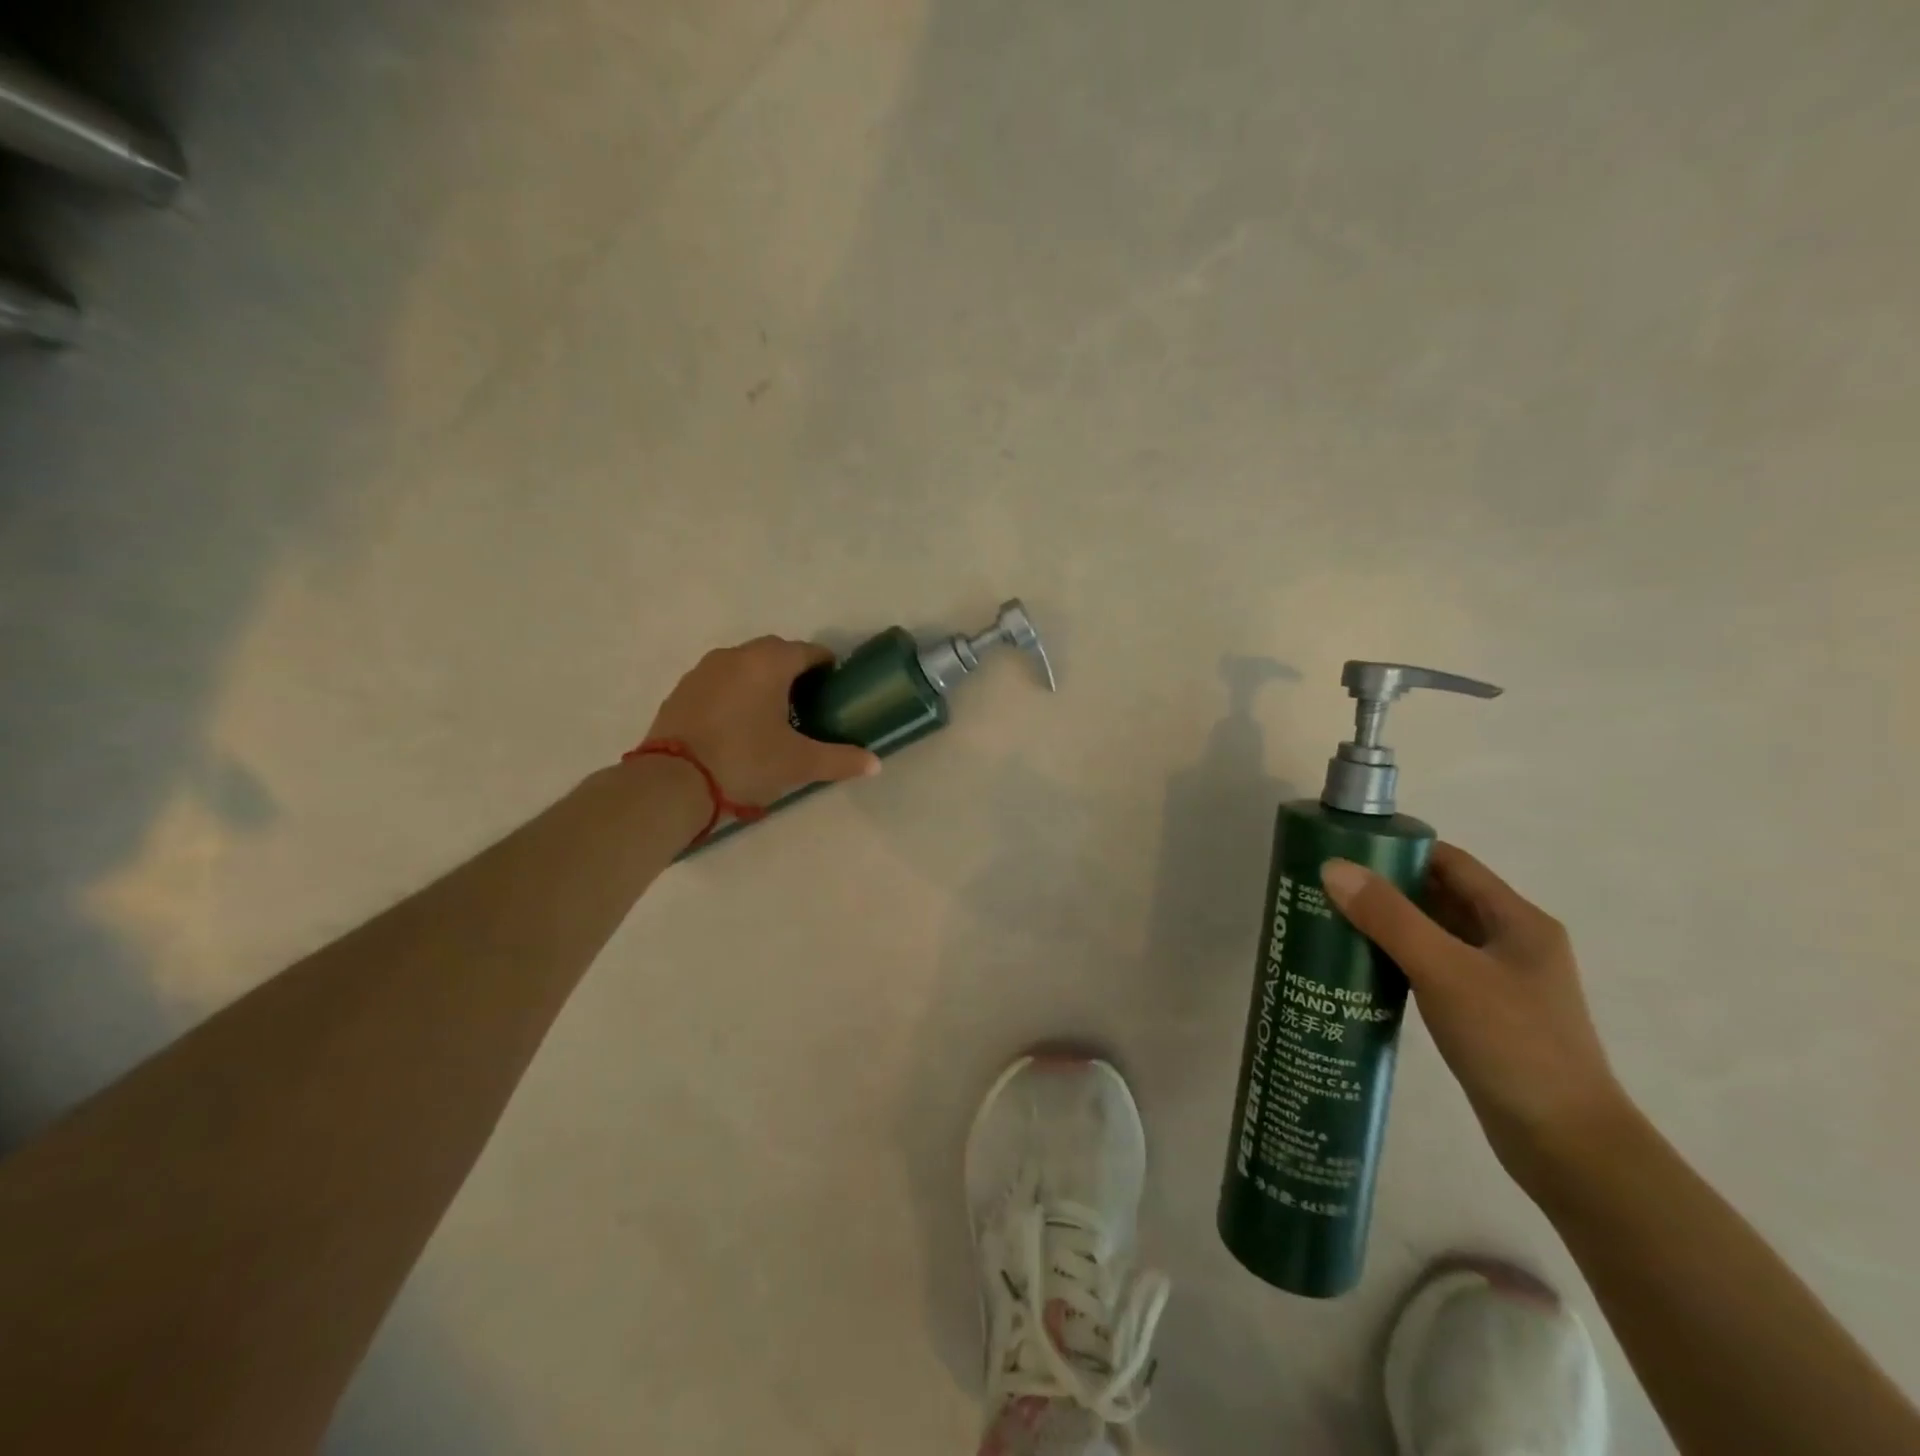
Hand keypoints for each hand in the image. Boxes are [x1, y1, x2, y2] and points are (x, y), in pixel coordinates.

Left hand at [645, 637, 879, 807]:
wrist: (672, 783)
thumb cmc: (745, 762)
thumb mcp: (799, 764)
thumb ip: (841, 760)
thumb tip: (876, 763)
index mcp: (768, 662)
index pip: (809, 651)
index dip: (827, 667)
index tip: (835, 687)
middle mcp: (736, 655)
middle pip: (774, 653)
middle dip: (794, 671)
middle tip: (807, 702)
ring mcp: (703, 670)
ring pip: (743, 665)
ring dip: (761, 680)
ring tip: (772, 714)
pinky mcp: (681, 690)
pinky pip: (719, 682)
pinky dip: (734, 693)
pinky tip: (738, 724)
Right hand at [1319, 844, 1629, 1188]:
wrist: (1568, 1147)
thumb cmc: (1513, 1044)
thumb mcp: (1446, 971)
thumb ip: (1389, 917)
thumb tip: (1333, 868)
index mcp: (1517, 921)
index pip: (1450, 863)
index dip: (1400, 849)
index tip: (1344, 848)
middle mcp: (1510, 943)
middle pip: (1439, 897)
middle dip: (1385, 887)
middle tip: (1325, 885)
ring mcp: (1498, 982)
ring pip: (1433, 935)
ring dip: (1387, 925)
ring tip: (1331, 921)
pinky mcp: (1482, 1015)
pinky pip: (1431, 970)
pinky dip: (1396, 960)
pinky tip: (1360, 969)